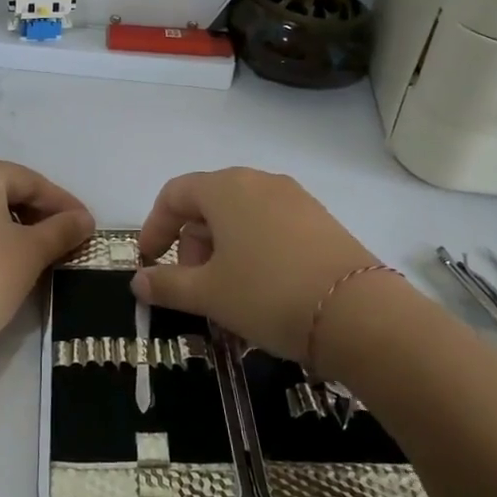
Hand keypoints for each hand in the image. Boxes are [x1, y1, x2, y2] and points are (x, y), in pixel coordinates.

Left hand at [0, 159, 93, 360]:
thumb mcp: (31, 252)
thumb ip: (62, 230)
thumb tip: (84, 219)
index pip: (30, 180)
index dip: (62, 203)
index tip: (86, 224)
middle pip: (2, 189)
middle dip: (37, 212)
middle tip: (64, 237)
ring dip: (11, 225)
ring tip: (36, 251)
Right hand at [133, 169, 379, 361]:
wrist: (358, 314)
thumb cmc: (267, 294)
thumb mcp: (208, 293)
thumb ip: (166, 284)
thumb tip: (138, 281)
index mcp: (226, 188)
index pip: (175, 194)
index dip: (155, 226)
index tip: (149, 261)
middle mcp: (260, 182)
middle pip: (208, 206)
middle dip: (191, 246)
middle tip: (192, 286)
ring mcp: (295, 199)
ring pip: (241, 219)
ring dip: (222, 253)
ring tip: (226, 296)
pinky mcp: (321, 221)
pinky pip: (271, 229)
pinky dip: (253, 253)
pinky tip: (260, 292)